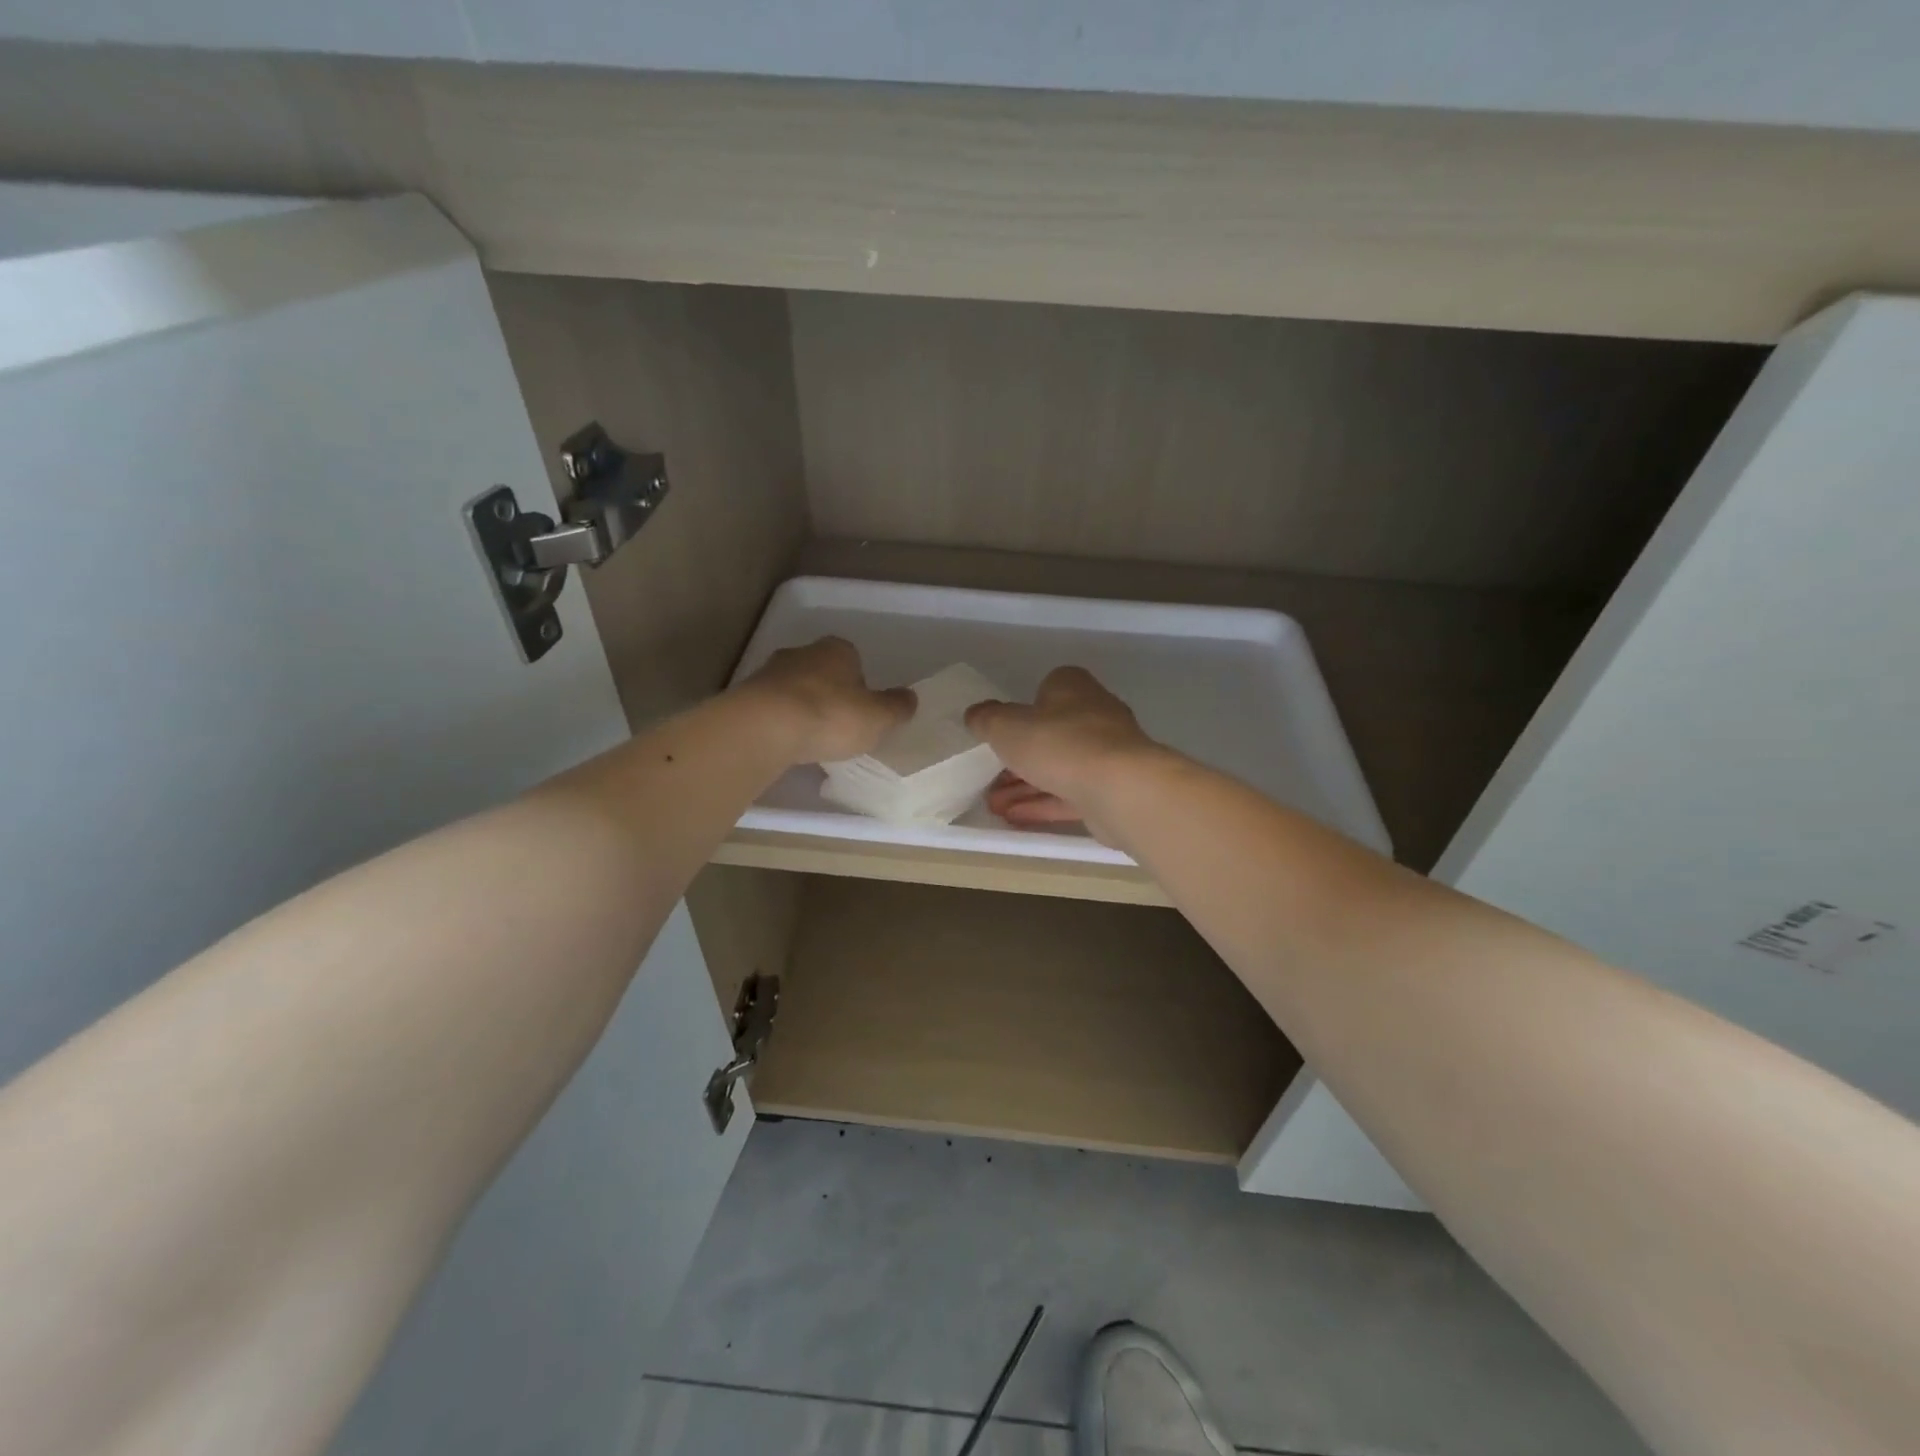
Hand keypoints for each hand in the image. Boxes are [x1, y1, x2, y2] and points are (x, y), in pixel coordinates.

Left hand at [737, 637, 914, 764]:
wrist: (765, 727)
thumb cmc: (831, 716)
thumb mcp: (878, 718)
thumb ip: (896, 708)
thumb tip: (910, 698)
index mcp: (838, 650)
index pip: (854, 660)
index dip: (860, 686)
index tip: (861, 712)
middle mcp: (803, 653)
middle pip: (822, 672)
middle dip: (829, 694)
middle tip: (837, 726)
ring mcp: (770, 672)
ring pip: (794, 689)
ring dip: (802, 708)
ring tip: (810, 740)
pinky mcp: (747, 696)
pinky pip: (772, 708)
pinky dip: (780, 722)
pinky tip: (786, 744)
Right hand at [964, 667, 1161, 833]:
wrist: (1119, 788)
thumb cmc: (1058, 743)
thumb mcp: (1006, 726)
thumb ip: (987, 719)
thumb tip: (976, 714)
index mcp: (1072, 687)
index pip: (1046, 689)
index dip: (1022, 710)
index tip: (1001, 732)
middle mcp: (1094, 714)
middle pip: (1050, 733)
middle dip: (1018, 758)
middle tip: (989, 777)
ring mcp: (1107, 754)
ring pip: (1058, 768)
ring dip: (1025, 786)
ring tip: (992, 805)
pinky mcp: (1111, 789)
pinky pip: (1070, 795)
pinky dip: (1043, 805)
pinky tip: (1014, 819)